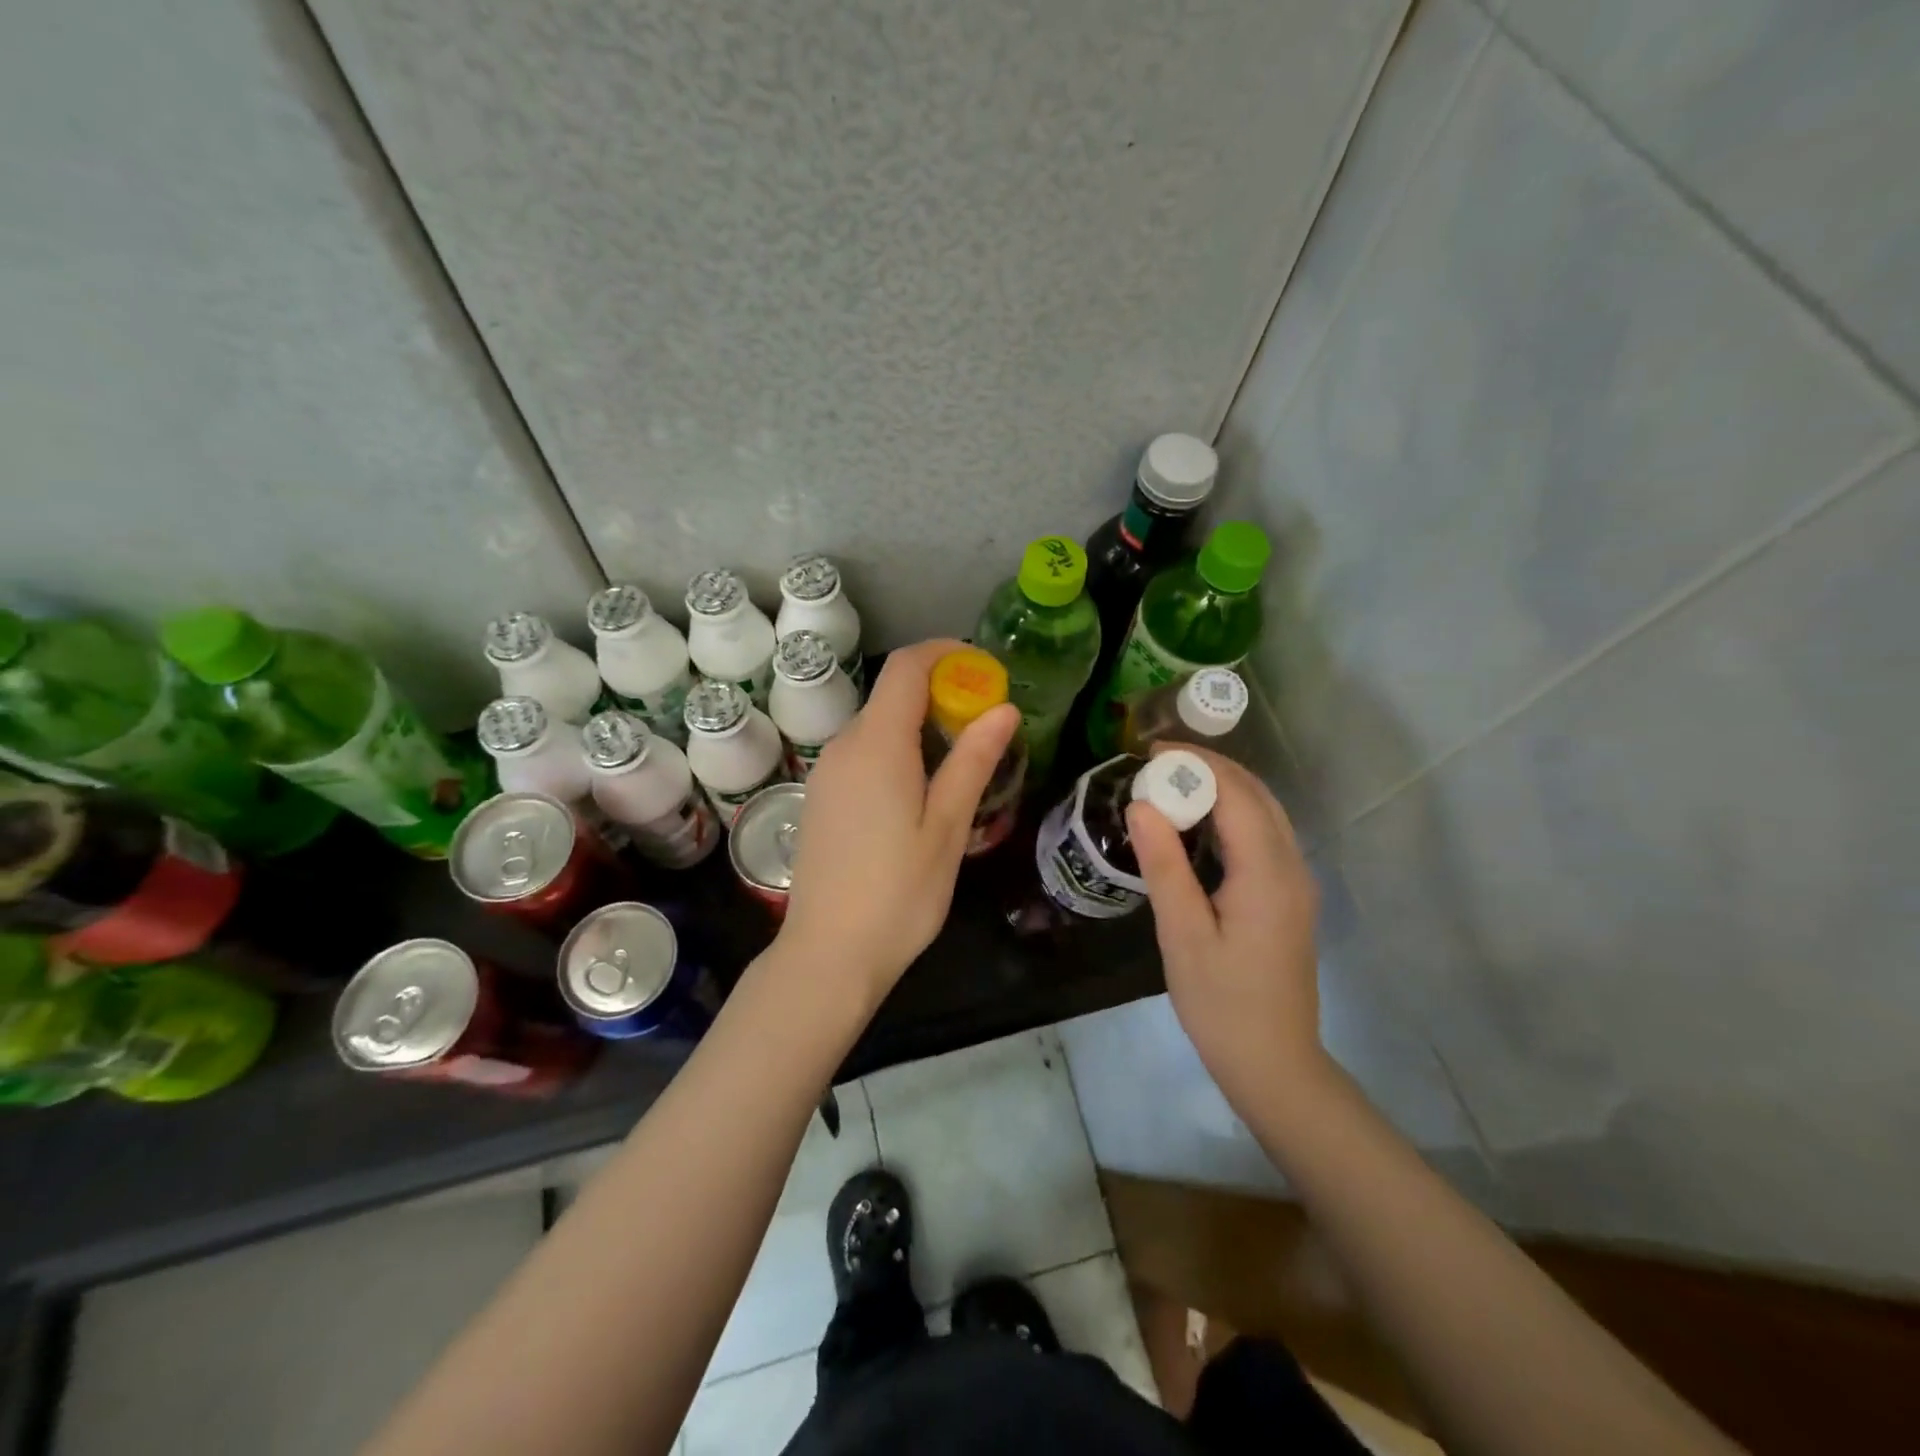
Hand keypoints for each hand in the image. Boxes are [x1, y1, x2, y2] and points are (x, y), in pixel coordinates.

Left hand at [777, 639, 1019, 1010]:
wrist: (828, 953)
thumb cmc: (899, 894)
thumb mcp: (947, 827)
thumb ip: (973, 761)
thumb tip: (1003, 707)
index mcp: (877, 744)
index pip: (907, 667)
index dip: (946, 653)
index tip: (985, 668)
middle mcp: (843, 746)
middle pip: (892, 694)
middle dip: (941, 692)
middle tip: (986, 724)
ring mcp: (826, 772)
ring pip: (877, 725)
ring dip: (920, 724)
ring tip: (963, 761)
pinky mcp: (820, 797)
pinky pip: (862, 753)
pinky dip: (896, 749)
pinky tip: (920, 790)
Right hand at [1126, 747, 1326, 1104]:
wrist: (1274, 1063)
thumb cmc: (1222, 1003)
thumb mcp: (1183, 935)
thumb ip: (1164, 866)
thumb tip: (1141, 805)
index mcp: (1268, 874)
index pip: (1237, 795)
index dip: (1197, 765)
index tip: (1150, 753)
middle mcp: (1292, 867)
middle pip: (1258, 796)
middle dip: (1210, 769)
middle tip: (1156, 764)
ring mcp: (1296, 883)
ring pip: (1266, 813)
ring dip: (1223, 789)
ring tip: (1172, 784)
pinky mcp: (1289, 897)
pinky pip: (1265, 835)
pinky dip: (1233, 814)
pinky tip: (1199, 824)